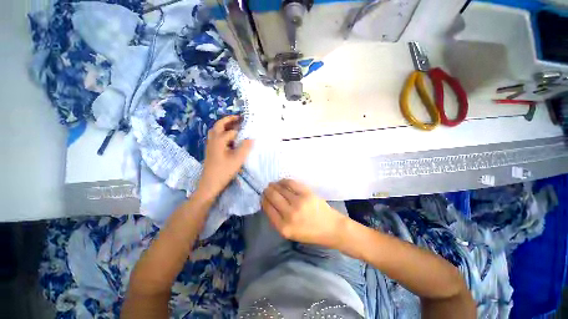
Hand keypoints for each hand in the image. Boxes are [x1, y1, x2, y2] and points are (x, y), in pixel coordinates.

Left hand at [198, 115, 252, 199]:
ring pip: (215, 131)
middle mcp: (213, 140)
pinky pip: (215, 137)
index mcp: (219, 140)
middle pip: (219, 125)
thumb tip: (251, 138)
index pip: (232, 131)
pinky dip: (222, 133)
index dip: (241, 130)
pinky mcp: (211, 150)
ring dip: (224, 126)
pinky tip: (229, 139)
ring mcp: (210, 145)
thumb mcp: (238, 159)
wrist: (210, 183)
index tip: (249, 127)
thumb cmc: (224, 171)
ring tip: (234, 126)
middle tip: (238, 118)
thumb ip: (246, 147)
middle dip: (228, 120)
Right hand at [261, 179, 347, 248]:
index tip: (263, 196)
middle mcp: (289, 214)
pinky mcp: (307, 193)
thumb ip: (277, 220)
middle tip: (267, 189)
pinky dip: (284, 181)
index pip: (268, 209)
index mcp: (284, 228)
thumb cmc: (310, 233)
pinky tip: (281, 182)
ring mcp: (299, 202)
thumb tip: (268, 203)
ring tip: (273, 184)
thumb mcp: (290, 233)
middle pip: (273, 197)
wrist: (331, 228)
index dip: (264, 200)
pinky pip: (291, 183)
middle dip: (267, 191)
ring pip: (280, 189)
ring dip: (274, 185)